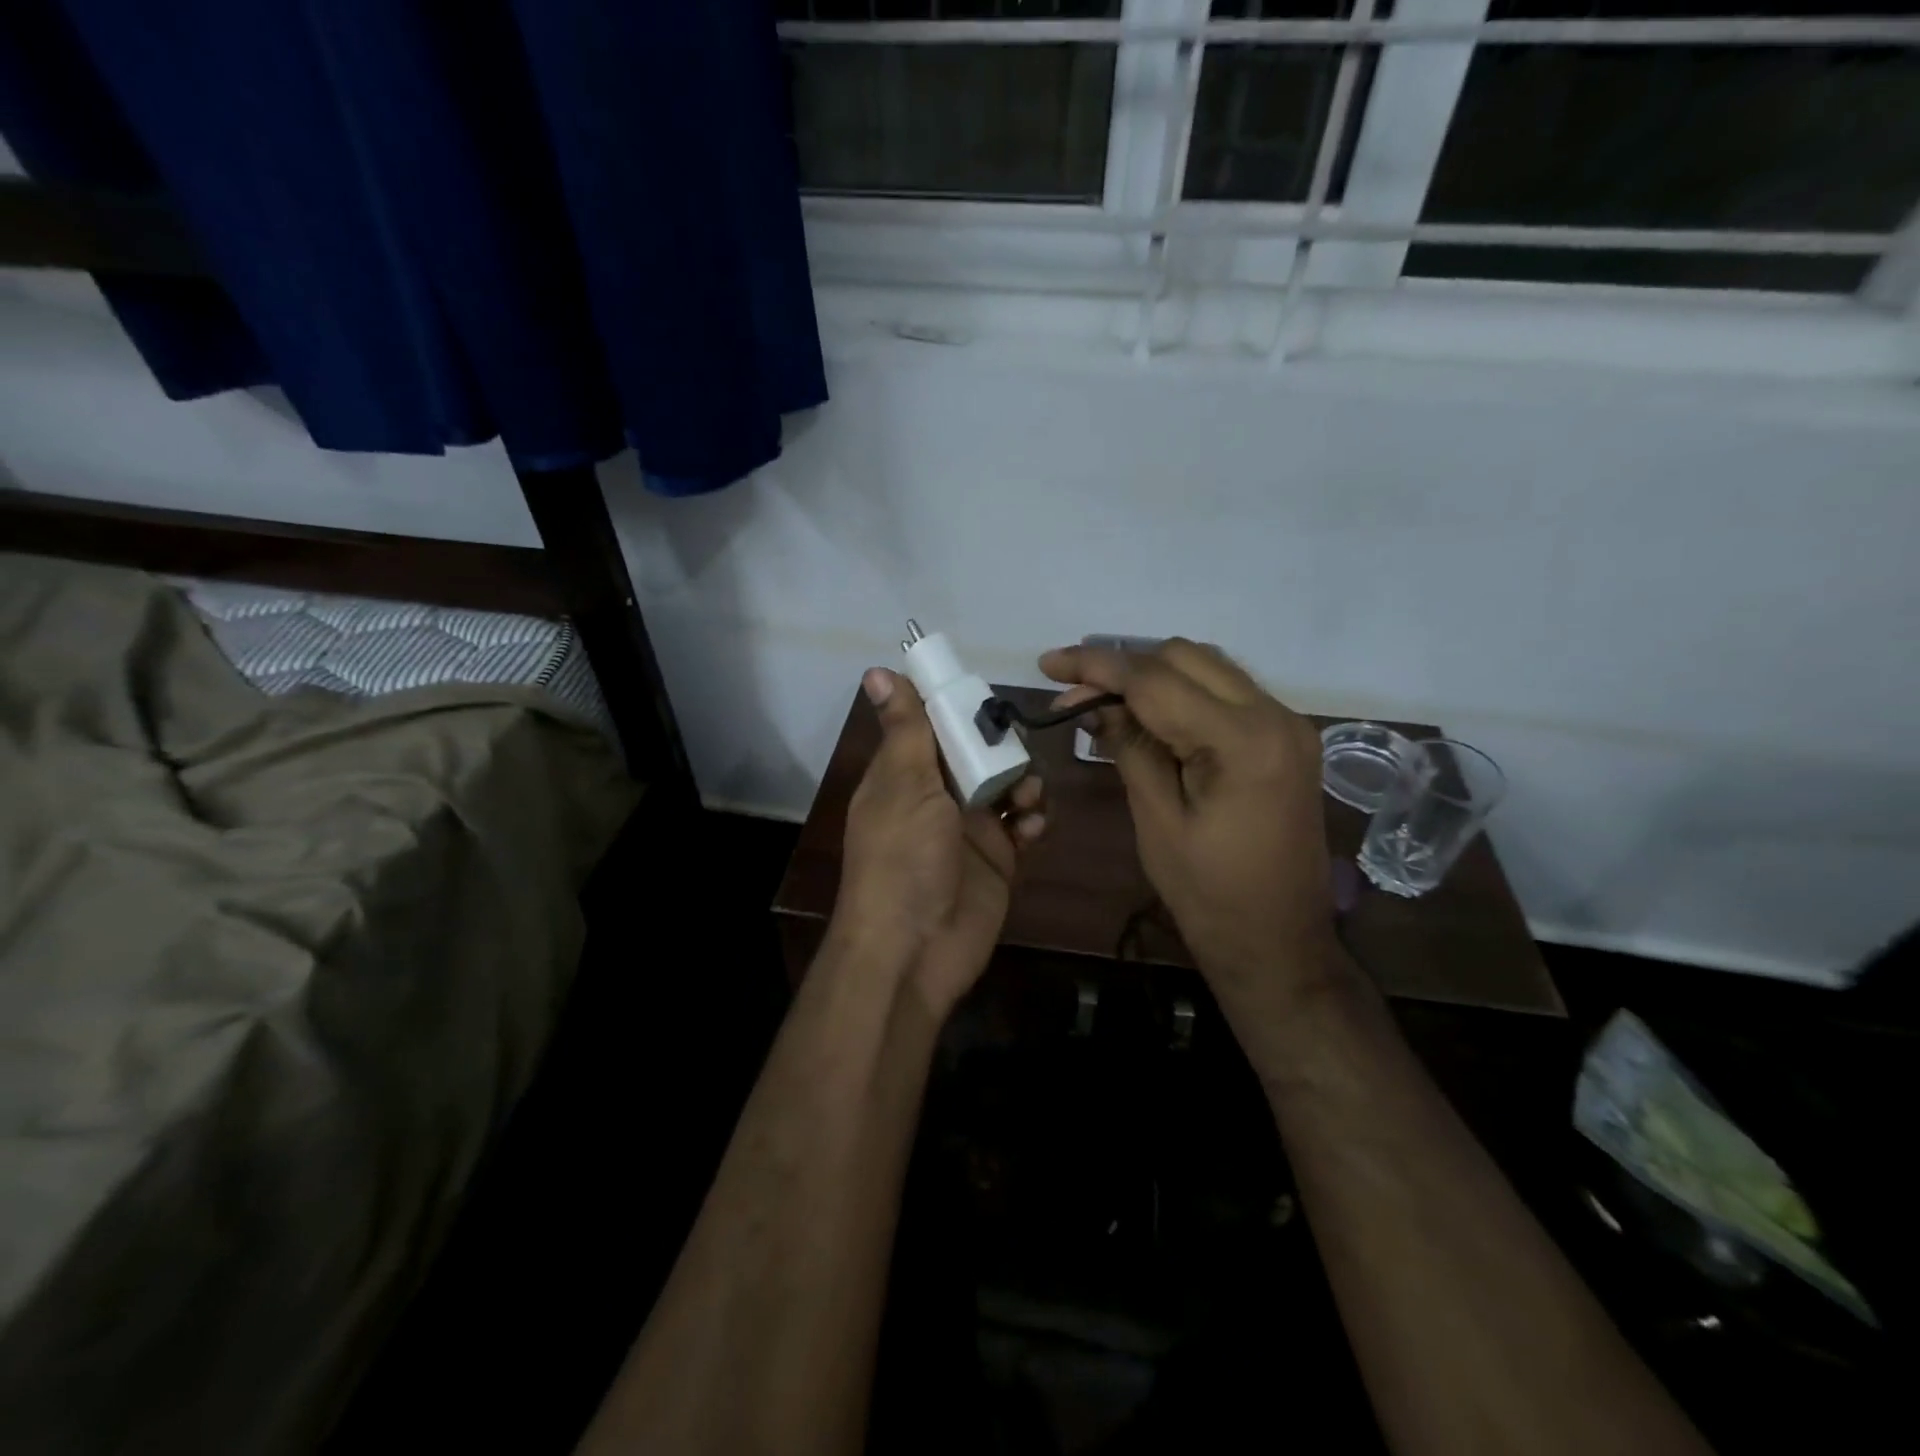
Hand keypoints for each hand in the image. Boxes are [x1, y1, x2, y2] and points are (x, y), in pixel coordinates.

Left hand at [837, 668, 1044, 1015]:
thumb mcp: (903, 785)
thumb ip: (905, 729)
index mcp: (905, 774)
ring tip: (1025, 799)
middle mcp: (937, 796)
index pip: (933, 724)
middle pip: (978, 752)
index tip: (984, 692)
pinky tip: (1029, 829)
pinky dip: (1031, 821)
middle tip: (1013, 750)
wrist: (914, 948)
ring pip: (1007, 785)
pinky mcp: (998, 859)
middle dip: (1001, 746)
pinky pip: (1023, 826)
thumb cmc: (902, 857)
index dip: (957, 706)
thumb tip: (876, 670)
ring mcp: (969, 828)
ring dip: (1023, 783)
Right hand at [1040, 640, 1336, 1019]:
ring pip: (1208, 667)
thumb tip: (1090, 702)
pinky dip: (1182, 693)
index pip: (1156, 680)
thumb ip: (1129, 747)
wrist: (1279, 943)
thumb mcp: (1157, 820)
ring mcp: (1288, 724)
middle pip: (1185, 657)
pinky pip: (1226, 692)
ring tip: (1104, 702)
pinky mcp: (1286, 738)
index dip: (1097, 666)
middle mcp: (1276, 716)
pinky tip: (1149, 715)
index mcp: (1244, 742)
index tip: (1049, 664)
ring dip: (1153, 675)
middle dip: (1124, 666)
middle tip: (1075, 695)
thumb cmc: (1209, 895)